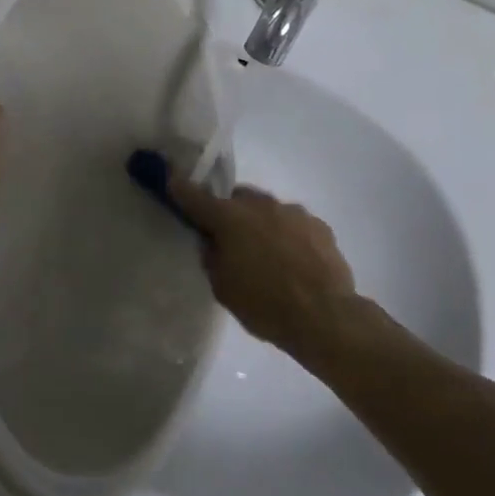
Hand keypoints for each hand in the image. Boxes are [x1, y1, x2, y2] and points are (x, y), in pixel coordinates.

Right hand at [166, 176, 357, 358]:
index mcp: (229, 218)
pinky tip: (294, 262)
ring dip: (261, 225)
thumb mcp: (223, 287)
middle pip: (237, 198)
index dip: (179, 187)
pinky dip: (288, 235)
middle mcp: (260, 205)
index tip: (169, 177)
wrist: (326, 317)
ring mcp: (293, 211)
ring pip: (267, 209)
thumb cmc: (265, 306)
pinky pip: (294, 223)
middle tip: (231, 241)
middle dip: (231, 213)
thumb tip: (213, 241)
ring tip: (269, 257)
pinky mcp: (319, 225)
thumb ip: (212, 256)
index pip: (195, 196)